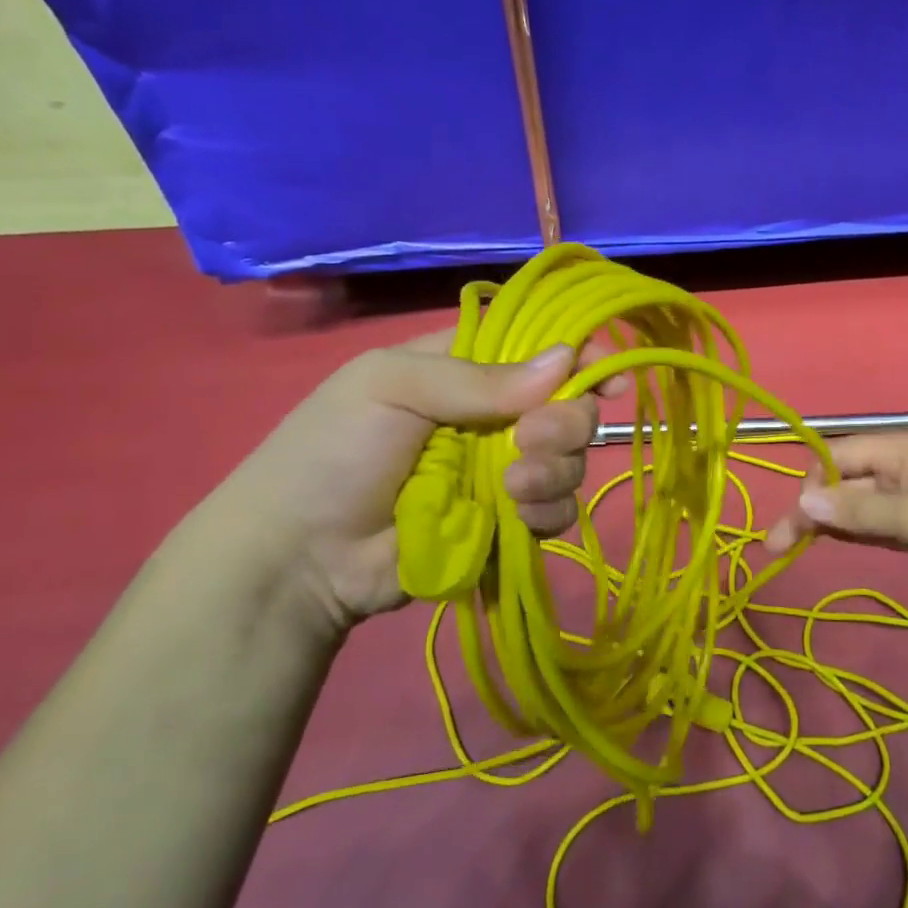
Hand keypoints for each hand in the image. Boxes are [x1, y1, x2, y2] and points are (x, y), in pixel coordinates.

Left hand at [184, 331, 611, 632]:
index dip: (580, 356)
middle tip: (531, 441)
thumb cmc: (332, 453)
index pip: (539, 348)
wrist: (299, 559)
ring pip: (570, 460)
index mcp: (466, 369)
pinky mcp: (506, 522)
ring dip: (554, 472)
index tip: (608, 377)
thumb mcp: (391, 388)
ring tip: (510, 490)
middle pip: (568, 406)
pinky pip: (555, 511)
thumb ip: (479, 377)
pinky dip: (546, 513)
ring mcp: (503, 471)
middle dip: (565, 423)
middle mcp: (494, 415)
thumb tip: (566, 359)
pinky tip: (516, 518)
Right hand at [764, 432, 907, 604]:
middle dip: (810, 510)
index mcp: (899, 450)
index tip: (793, 519)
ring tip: (788, 548)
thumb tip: (801, 502)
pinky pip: (875, 523)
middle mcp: (900, 468)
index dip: (810, 483)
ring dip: (826, 524)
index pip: (838, 456)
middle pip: (842, 483)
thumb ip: (856, 511)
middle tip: (775, 546)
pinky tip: (829, 544)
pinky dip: (852, 532)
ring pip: (856, 506)